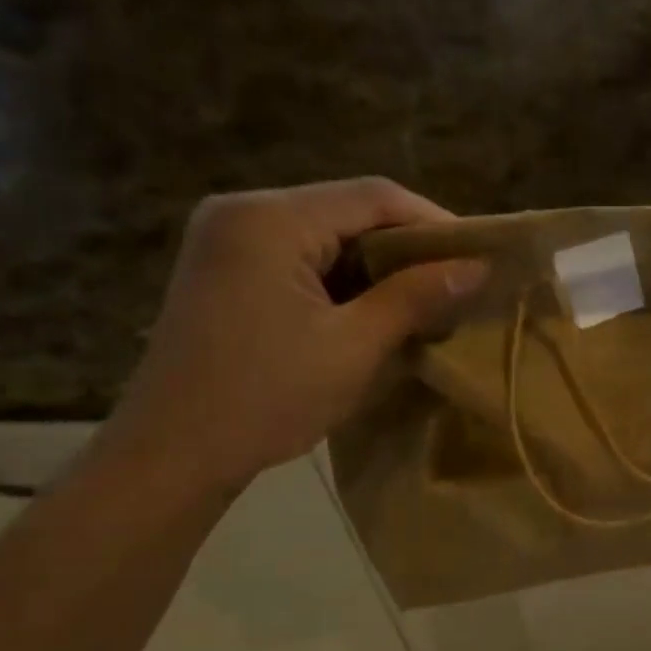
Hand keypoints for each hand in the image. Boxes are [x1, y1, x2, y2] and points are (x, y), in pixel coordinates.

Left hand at [105, 178, 485, 491]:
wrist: (172, 454)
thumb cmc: (267, 398)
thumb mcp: (354, 348)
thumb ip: (415, 298)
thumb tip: (477, 268)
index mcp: (270, 218)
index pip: (373, 196)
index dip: (434, 222)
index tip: (479, 258)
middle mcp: (242, 211)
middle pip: (346, 211)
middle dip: (405, 249)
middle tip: (453, 287)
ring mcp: (225, 241)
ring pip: (323, 237)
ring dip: (373, 268)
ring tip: (419, 305)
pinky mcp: (222, 273)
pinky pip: (297, 260)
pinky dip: (339, 283)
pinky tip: (367, 315)